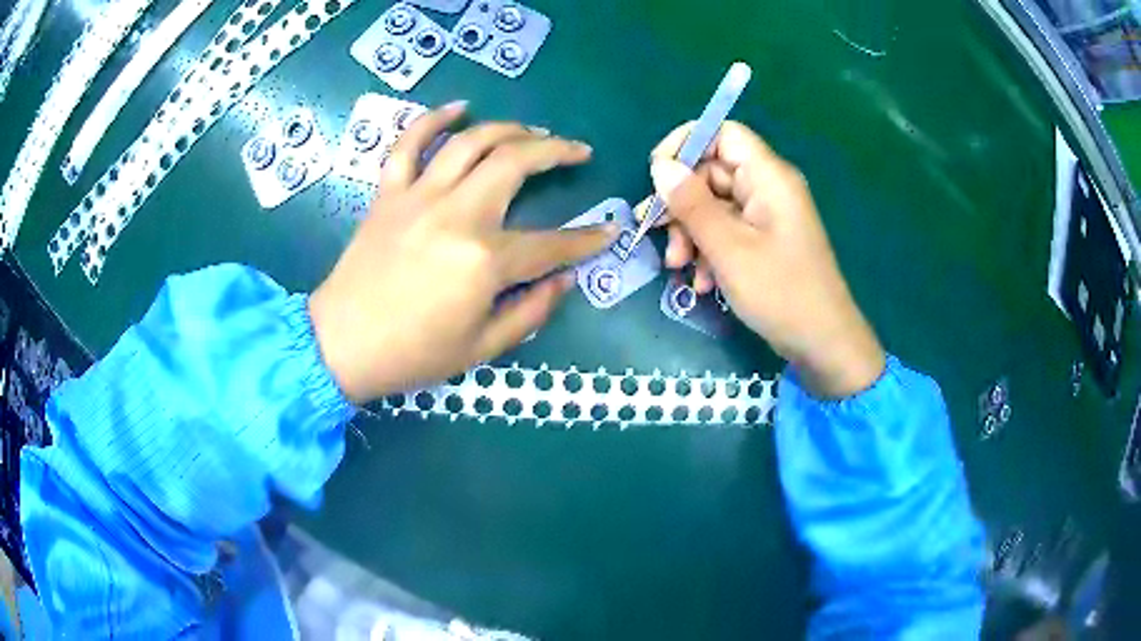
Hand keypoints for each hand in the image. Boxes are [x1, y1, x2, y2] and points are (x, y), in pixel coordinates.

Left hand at [309, 103, 617, 403]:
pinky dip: (432, 119)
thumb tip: (565, 279)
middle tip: (576, 151)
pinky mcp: (389, 194)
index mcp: (484, 260)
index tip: (609, 230)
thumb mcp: (483, 348)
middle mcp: (456, 215)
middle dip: (555, 151)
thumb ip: (532, 312)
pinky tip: (459, 107)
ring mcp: (418, 197)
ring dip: (509, 128)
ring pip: (470, 142)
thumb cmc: (413, 354)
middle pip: (515, 163)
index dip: (586, 239)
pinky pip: (408, 144)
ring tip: (533, 131)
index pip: (551, 244)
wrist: (341, 345)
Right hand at [643, 121, 884, 397]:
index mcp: (768, 177)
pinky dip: (709, 250)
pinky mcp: (764, 241)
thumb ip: (691, 204)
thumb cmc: (780, 292)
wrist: (822, 344)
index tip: (656, 174)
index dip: (687, 144)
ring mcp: (767, 216)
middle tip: (655, 232)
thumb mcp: (728, 248)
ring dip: (690, 232)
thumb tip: (660, 165)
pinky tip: (701, 282)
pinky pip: (728, 231)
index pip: (723, 133)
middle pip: (712, 172)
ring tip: (678, 267)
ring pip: (715, 206)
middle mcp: (768, 188)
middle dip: (681, 203)